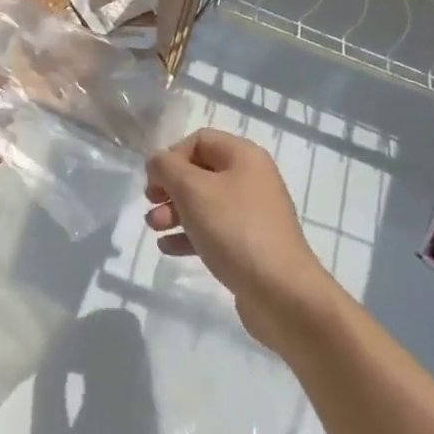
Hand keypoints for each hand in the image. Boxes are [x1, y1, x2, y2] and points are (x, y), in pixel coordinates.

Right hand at [145, 128, 335, 346]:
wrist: (282, 293)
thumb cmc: (235, 229)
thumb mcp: (193, 190)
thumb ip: (167, 168)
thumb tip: (157, 160)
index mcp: (244, 156)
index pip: (199, 140)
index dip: (172, 156)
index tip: (155, 181)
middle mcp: (251, 179)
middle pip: (199, 171)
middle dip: (170, 187)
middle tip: (151, 203)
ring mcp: (252, 214)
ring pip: (203, 203)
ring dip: (174, 212)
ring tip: (155, 228)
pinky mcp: (249, 245)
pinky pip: (213, 230)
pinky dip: (189, 235)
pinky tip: (168, 248)